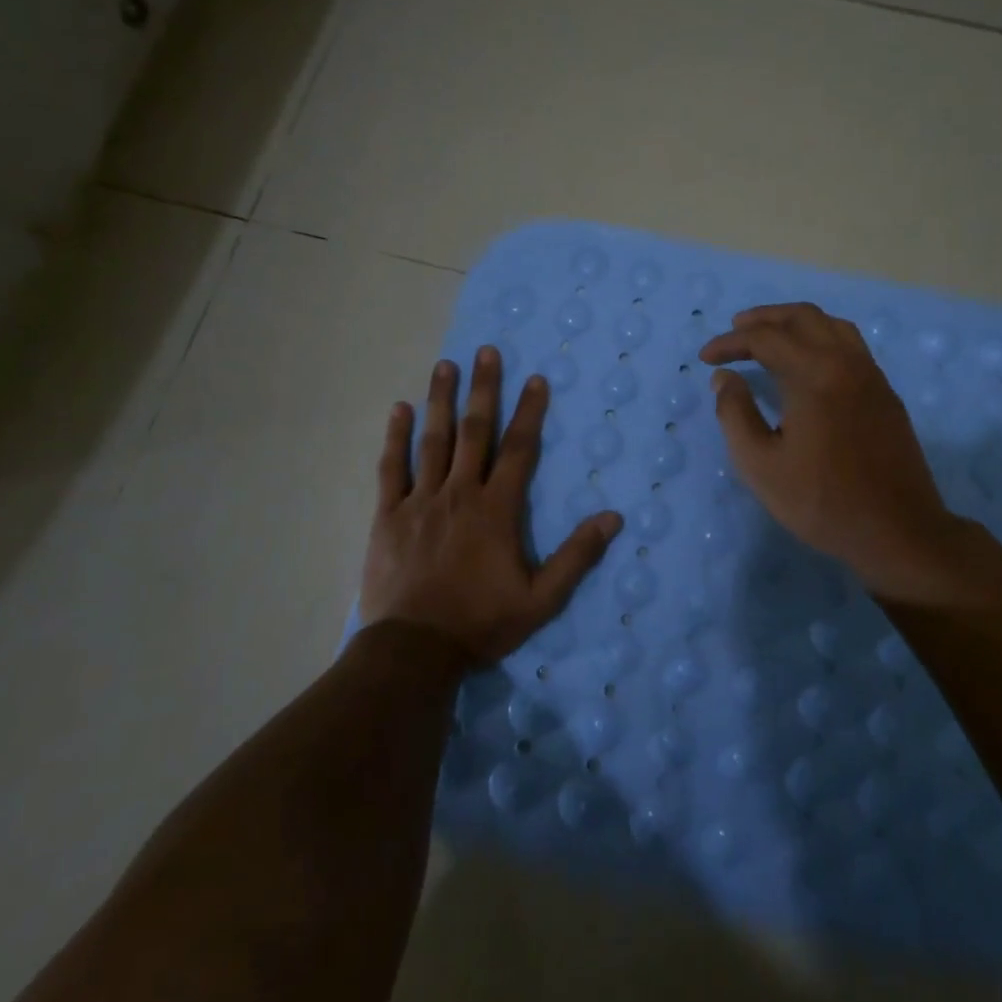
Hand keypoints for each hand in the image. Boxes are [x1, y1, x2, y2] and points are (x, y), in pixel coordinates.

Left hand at [359, 347, 622, 663]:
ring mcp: (420, 501)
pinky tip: (398, 409)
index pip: (518, 449)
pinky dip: (395, 437)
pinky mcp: (389, 516)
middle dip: (483, 389)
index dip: (529, 412)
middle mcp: (459, 493)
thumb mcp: (541, 599)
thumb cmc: (481, 623)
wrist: (413, 650)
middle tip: (485, 351)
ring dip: (440, 400)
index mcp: (496, 509)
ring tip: (445, 365)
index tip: (535, 378)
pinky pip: (391, 468)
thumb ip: (576, 557)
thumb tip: (613, 517)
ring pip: (432, 441)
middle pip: (474, 432)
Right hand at [700, 303, 974, 598]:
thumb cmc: (821, 501)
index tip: (706, 359)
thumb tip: (725, 377)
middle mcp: (846, 362)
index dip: (730, 343)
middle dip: (764, 318)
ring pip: (832, 325)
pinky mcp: (885, 393)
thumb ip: (735, 414)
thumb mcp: (760, 465)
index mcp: (814, 375)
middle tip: (736, 328)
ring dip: (796, 322)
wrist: (897, 531)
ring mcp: (871, 376)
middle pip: (803, 317)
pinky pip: (850, 345)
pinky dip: (821, 337)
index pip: (765, 338)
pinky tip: (809, 362)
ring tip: (771, 336)